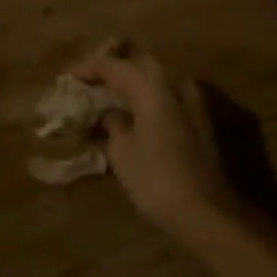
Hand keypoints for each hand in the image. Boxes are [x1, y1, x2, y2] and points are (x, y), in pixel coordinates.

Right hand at [69, 46, 250, 239]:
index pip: (115, 65)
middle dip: (115, 70)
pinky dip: (149, 100)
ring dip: (134, 85)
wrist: (206, 212)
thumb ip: (113, 123)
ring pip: (157, 81)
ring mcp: (194, 102)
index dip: (90, 68)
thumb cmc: (155, 180)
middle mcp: (176, 85)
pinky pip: (168, 98)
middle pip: (140, 65)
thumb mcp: (122, 152)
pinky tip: (135, 114)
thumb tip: (112, 113)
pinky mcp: (202, 122)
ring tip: (110, 97)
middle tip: (91, 81)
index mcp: (152, 87)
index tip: (70, 76)